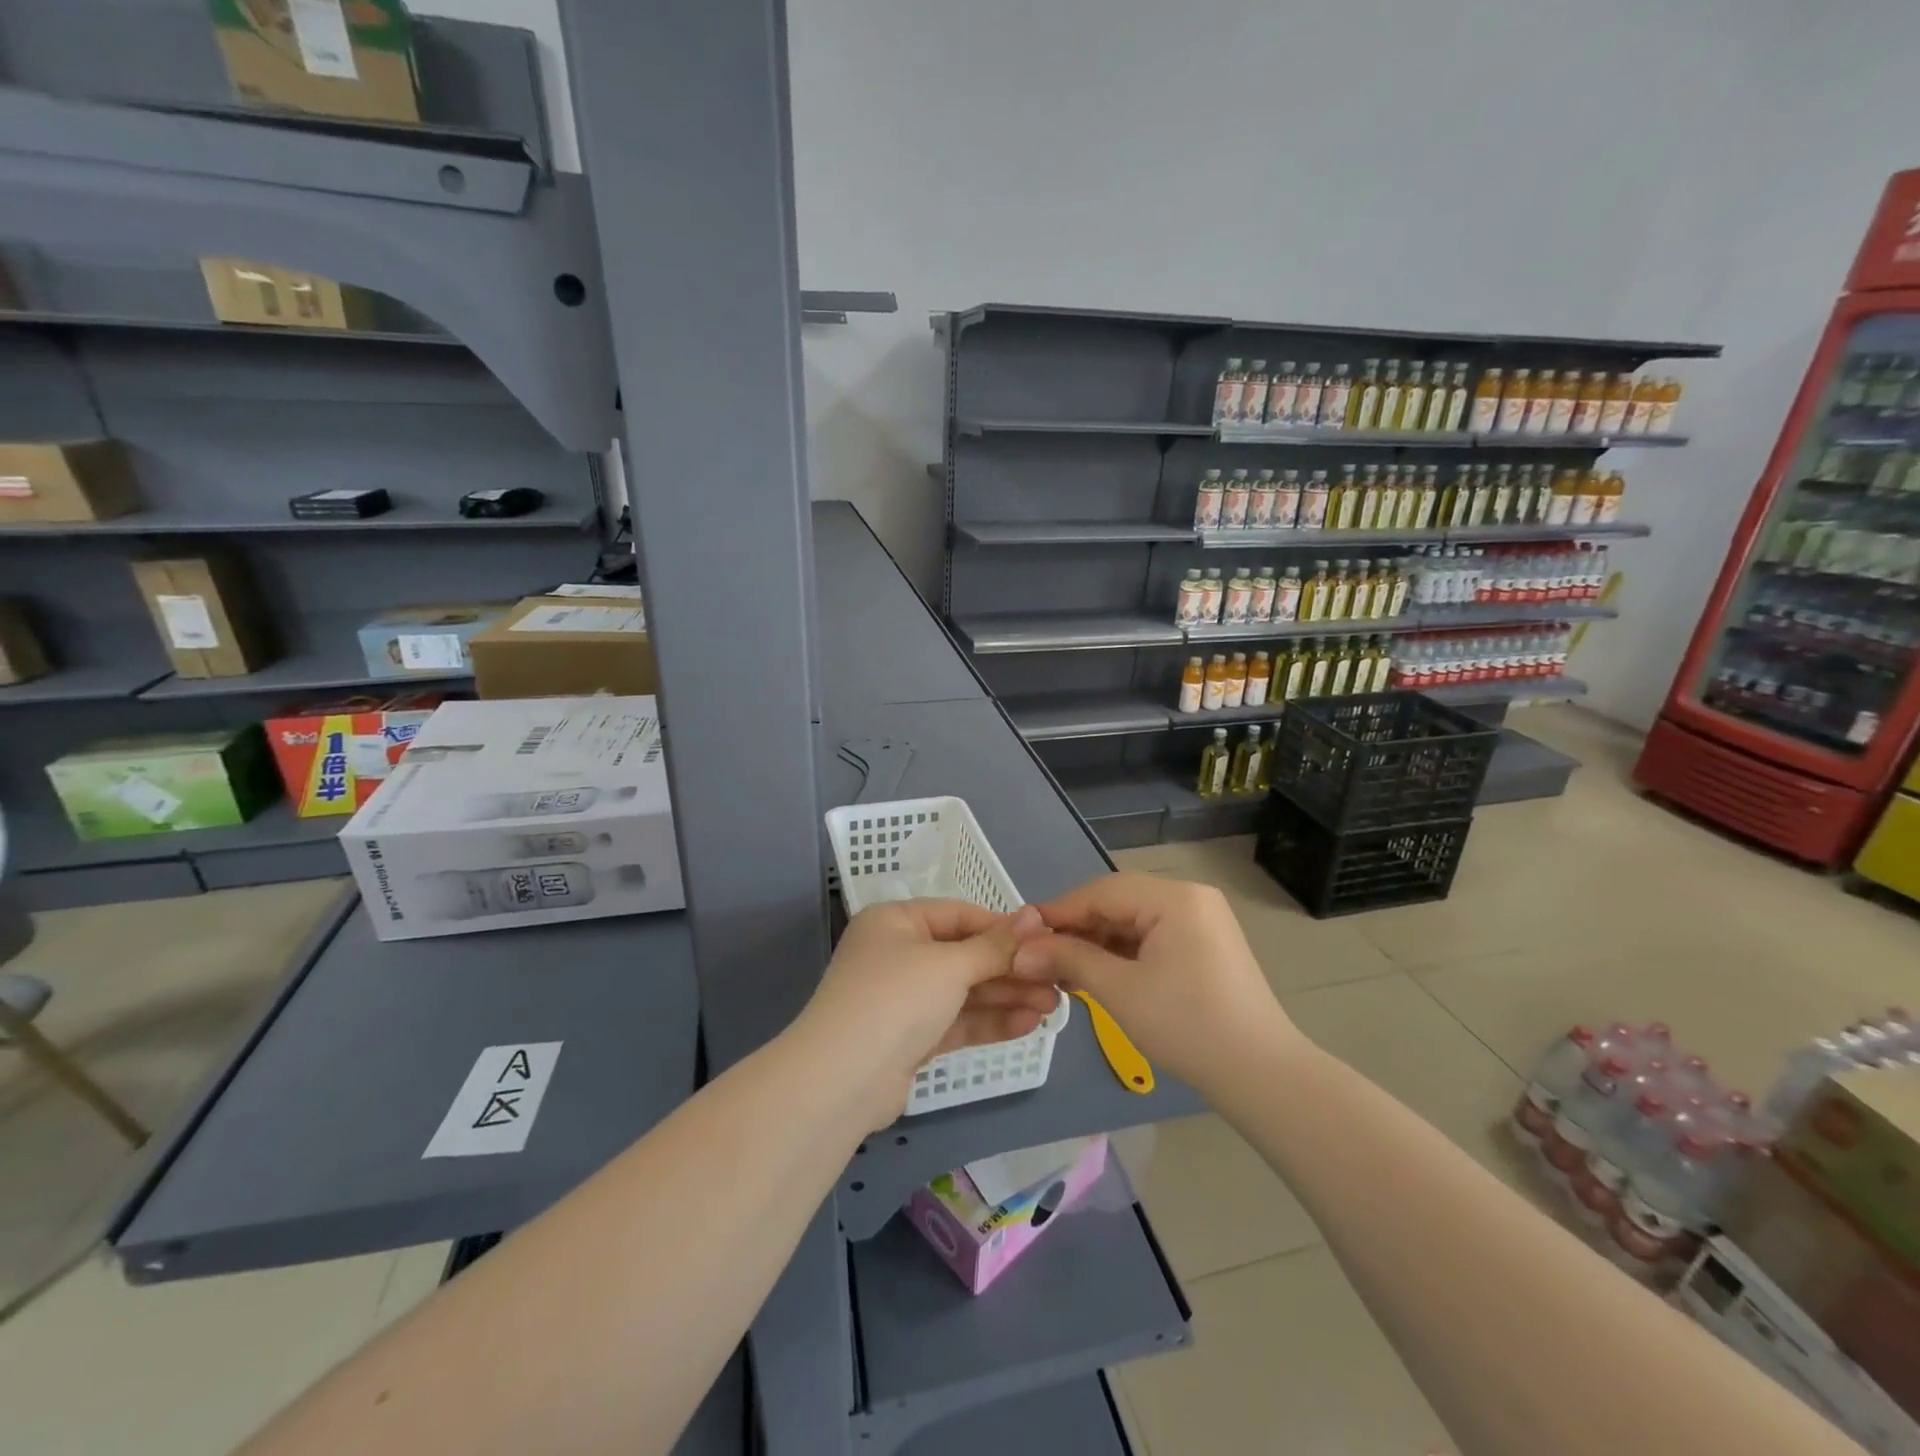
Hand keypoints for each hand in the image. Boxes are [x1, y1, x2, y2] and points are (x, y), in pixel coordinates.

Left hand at [796, 900, 1057, 1128]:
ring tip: (1053, 1006)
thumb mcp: (950, 965)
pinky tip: (1028, 1024)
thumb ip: (996, 945)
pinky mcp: (910, 1038)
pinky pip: (956, 1021)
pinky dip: (989, 1022)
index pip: (959, 915)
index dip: (1003, 927)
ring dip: (1006, 996)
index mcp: (896, 922)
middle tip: (1058, 981)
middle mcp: (897, 954)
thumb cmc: (896, 999)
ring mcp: (903, 999)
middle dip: (1010, 968)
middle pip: (964, 955)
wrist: (842, 1082)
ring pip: (963, 991)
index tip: (1046, 940)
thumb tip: (1036, 914)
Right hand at [1011, 873, 1302, 1096]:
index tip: (1021, 934)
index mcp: (1174, 898)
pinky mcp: (1204, 945)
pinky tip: (1097, 974)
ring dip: (1097, 943)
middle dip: (1077, 929)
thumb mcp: (1119, 990)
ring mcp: (1201, 921)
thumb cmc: (1186, 1025)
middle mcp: (1190, 898)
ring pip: (1132, 921)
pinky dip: (1122, 953)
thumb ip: (1068, 960)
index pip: (1102, 892)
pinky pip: (1151, 937)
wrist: (1259, 1074)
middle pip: (1117, 903)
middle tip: (1039, 956)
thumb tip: (1020, 951)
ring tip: (1062, 970)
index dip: (1058, 912)